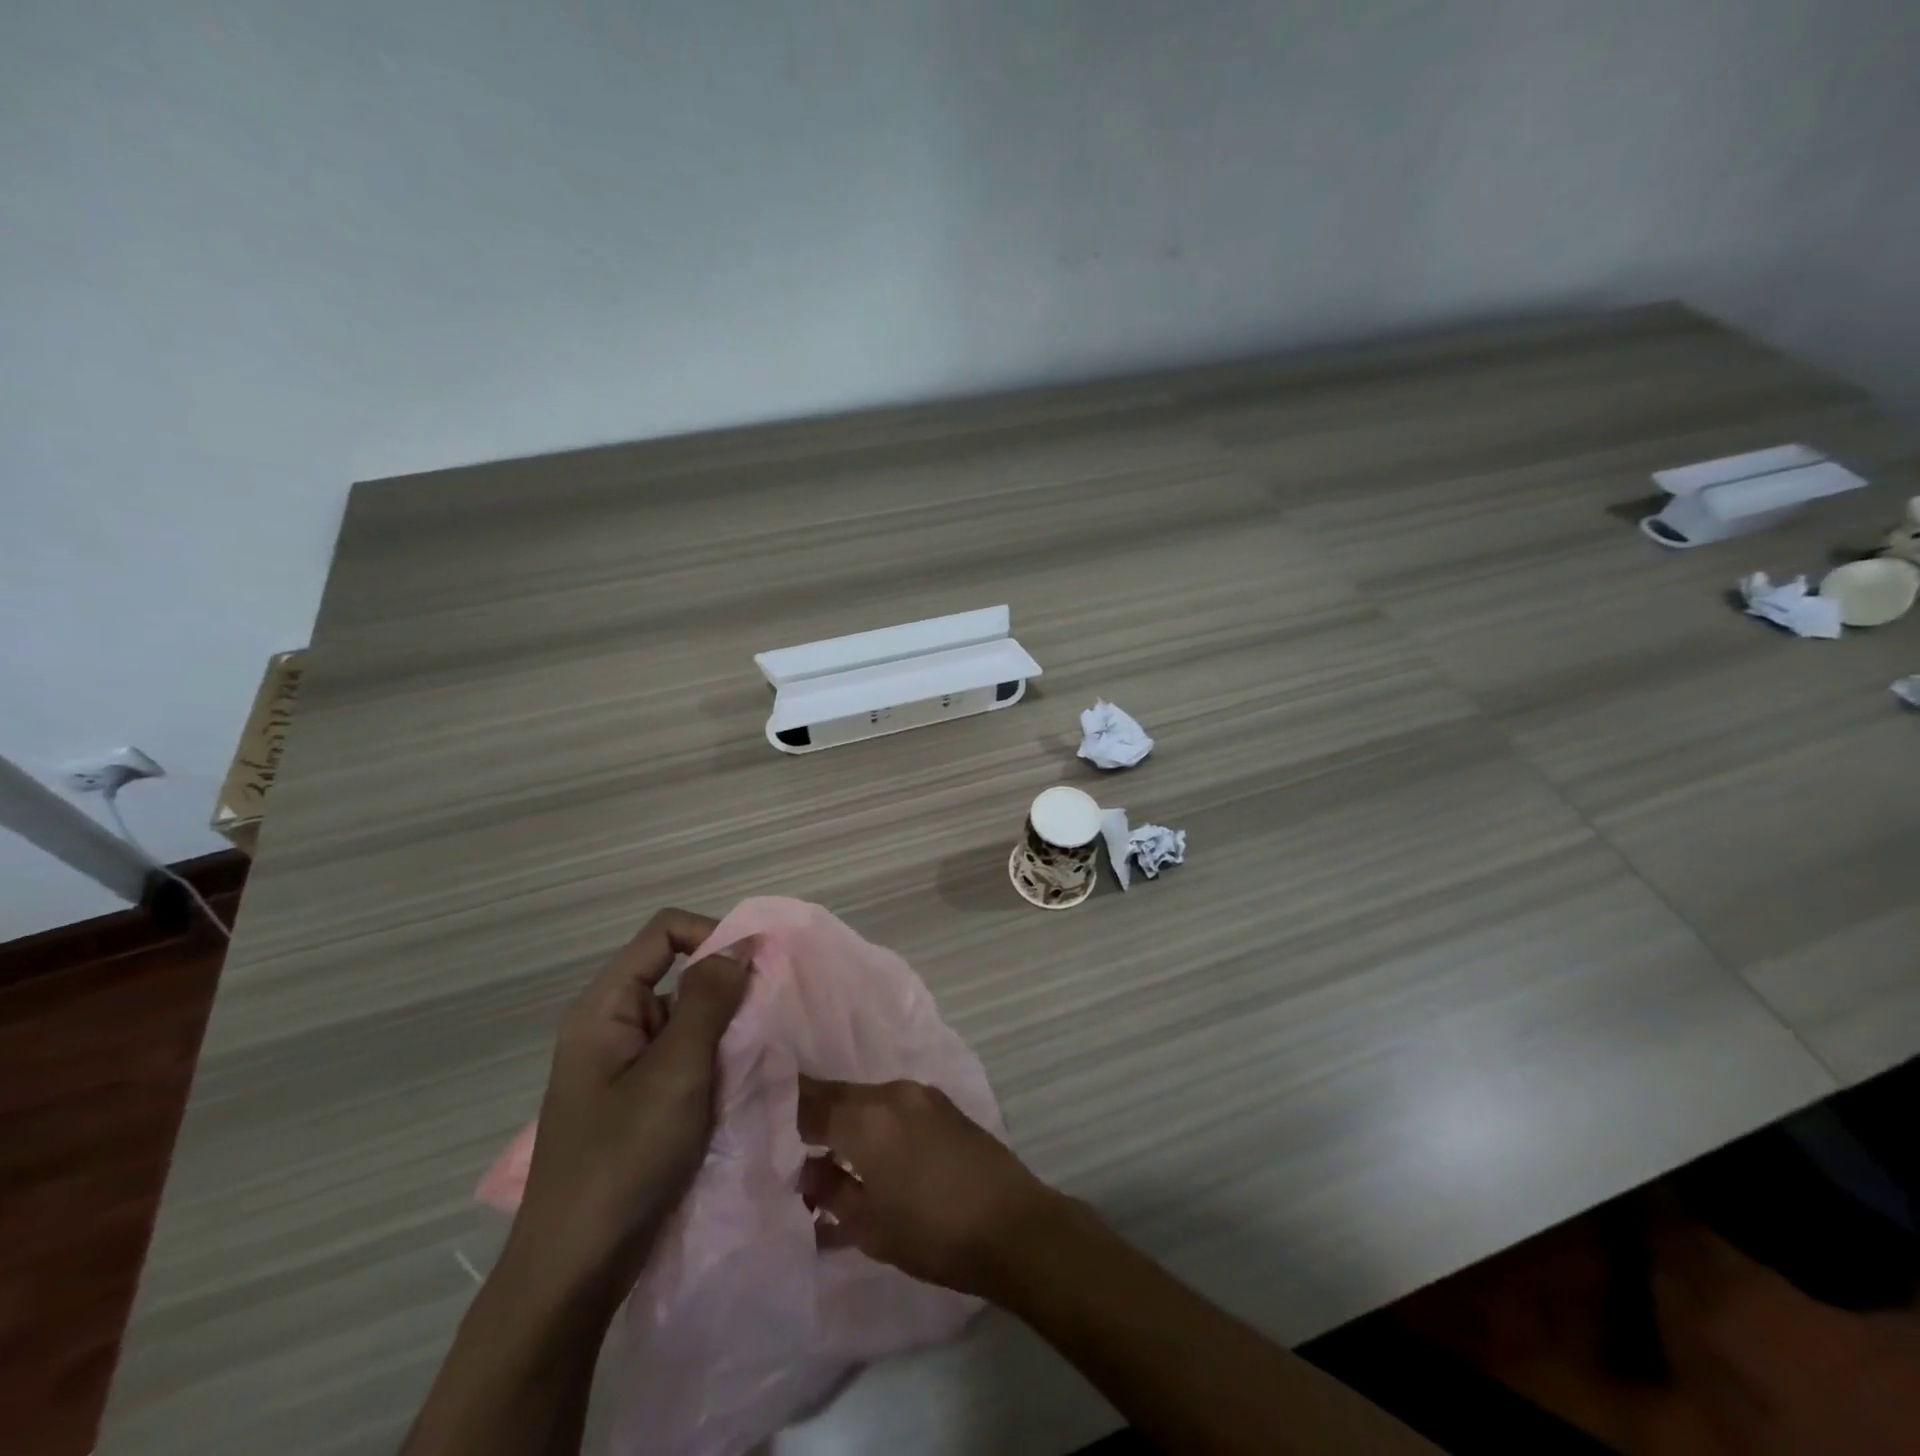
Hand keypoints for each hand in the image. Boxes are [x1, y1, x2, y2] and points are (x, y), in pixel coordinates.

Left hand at [510, 909, 750, 1297]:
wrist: (573, 1273)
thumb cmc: (623, 1162)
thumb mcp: (676, 1073)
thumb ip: (709, 1001)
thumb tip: (740, 943)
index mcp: (605, 1008)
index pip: (664, 932)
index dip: (713, 935)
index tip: (759, 967)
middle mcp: (611, 1025)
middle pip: (676, 972)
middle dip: (724, 988)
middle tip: (764, 1021)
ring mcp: (622, 1064)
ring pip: (685, 1017)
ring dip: (723, 1029)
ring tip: (753, 1059)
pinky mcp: (636, 1098)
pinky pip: (682, 1055)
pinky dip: (713, 1060)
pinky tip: (735, 1087)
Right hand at [797, 1077, 1063, 1297]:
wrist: (1012, 1225)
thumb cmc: (933, 1233)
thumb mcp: (869, 1225)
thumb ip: (830, 1190)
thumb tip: (805, 1170)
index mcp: (866, 1118)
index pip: (810, 1102)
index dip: (783, 1110)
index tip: (759, 1120)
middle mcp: (891, 1093)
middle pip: (838, 1095)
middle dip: (812, 1115)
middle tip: (788, 1142)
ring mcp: (920, 1094)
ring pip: (866, 1098)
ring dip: (844, 1119)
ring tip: (826, 1155)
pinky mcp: (941, 1105)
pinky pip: (892, 1104)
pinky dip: (873, 1121)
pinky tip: (868, 1153)